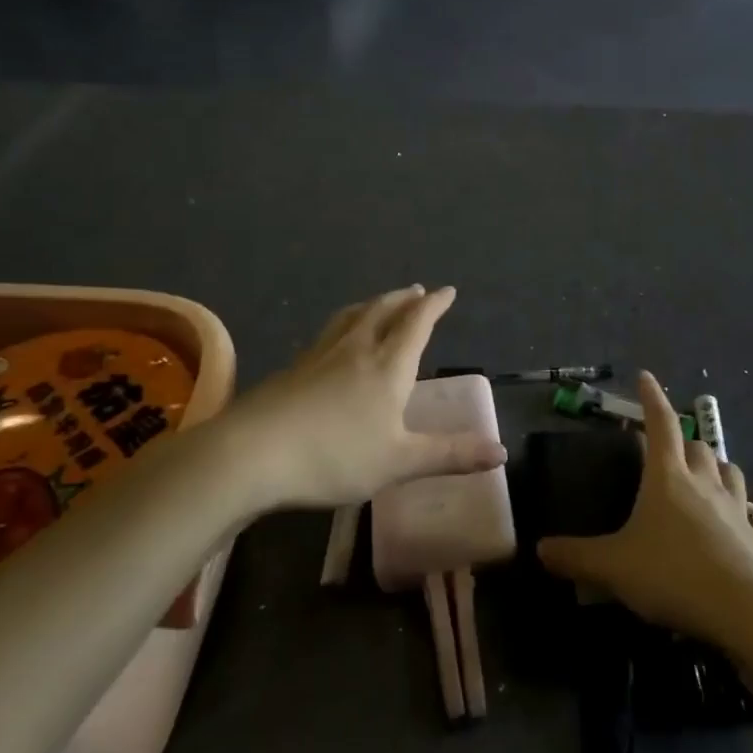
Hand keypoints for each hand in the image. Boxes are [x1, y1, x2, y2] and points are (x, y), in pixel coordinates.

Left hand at [229, 286, 506, 510]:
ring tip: (379, 303)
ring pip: (351, 317)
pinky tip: (334, 342)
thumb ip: (450, 455)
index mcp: (387, 366)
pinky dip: (344, 325)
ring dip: (372, 305)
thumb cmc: (334, 456)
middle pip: (383, 311)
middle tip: (417, 291)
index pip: (417, 324)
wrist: (251, 454)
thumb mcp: (399, 462)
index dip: (435, 306)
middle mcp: (356, 350)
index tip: (447, 291)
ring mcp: (319, 356)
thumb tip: (501, 452)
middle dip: (404, 299)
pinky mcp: (292, 369)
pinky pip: (327, 334)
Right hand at [537, 373, 752, 649]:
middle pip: (697, 446)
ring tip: (706, 476)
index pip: (660, 424)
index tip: (645, 377)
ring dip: (717, 468)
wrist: (746, 615)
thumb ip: (576, 557)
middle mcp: (706, 483)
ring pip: (731, 471)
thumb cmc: (673, 577)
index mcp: (668, 478)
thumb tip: (539, 549)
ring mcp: (741, 509)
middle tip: (669, 452)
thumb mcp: (613, 568)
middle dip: (683, 442)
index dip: (652, 398)